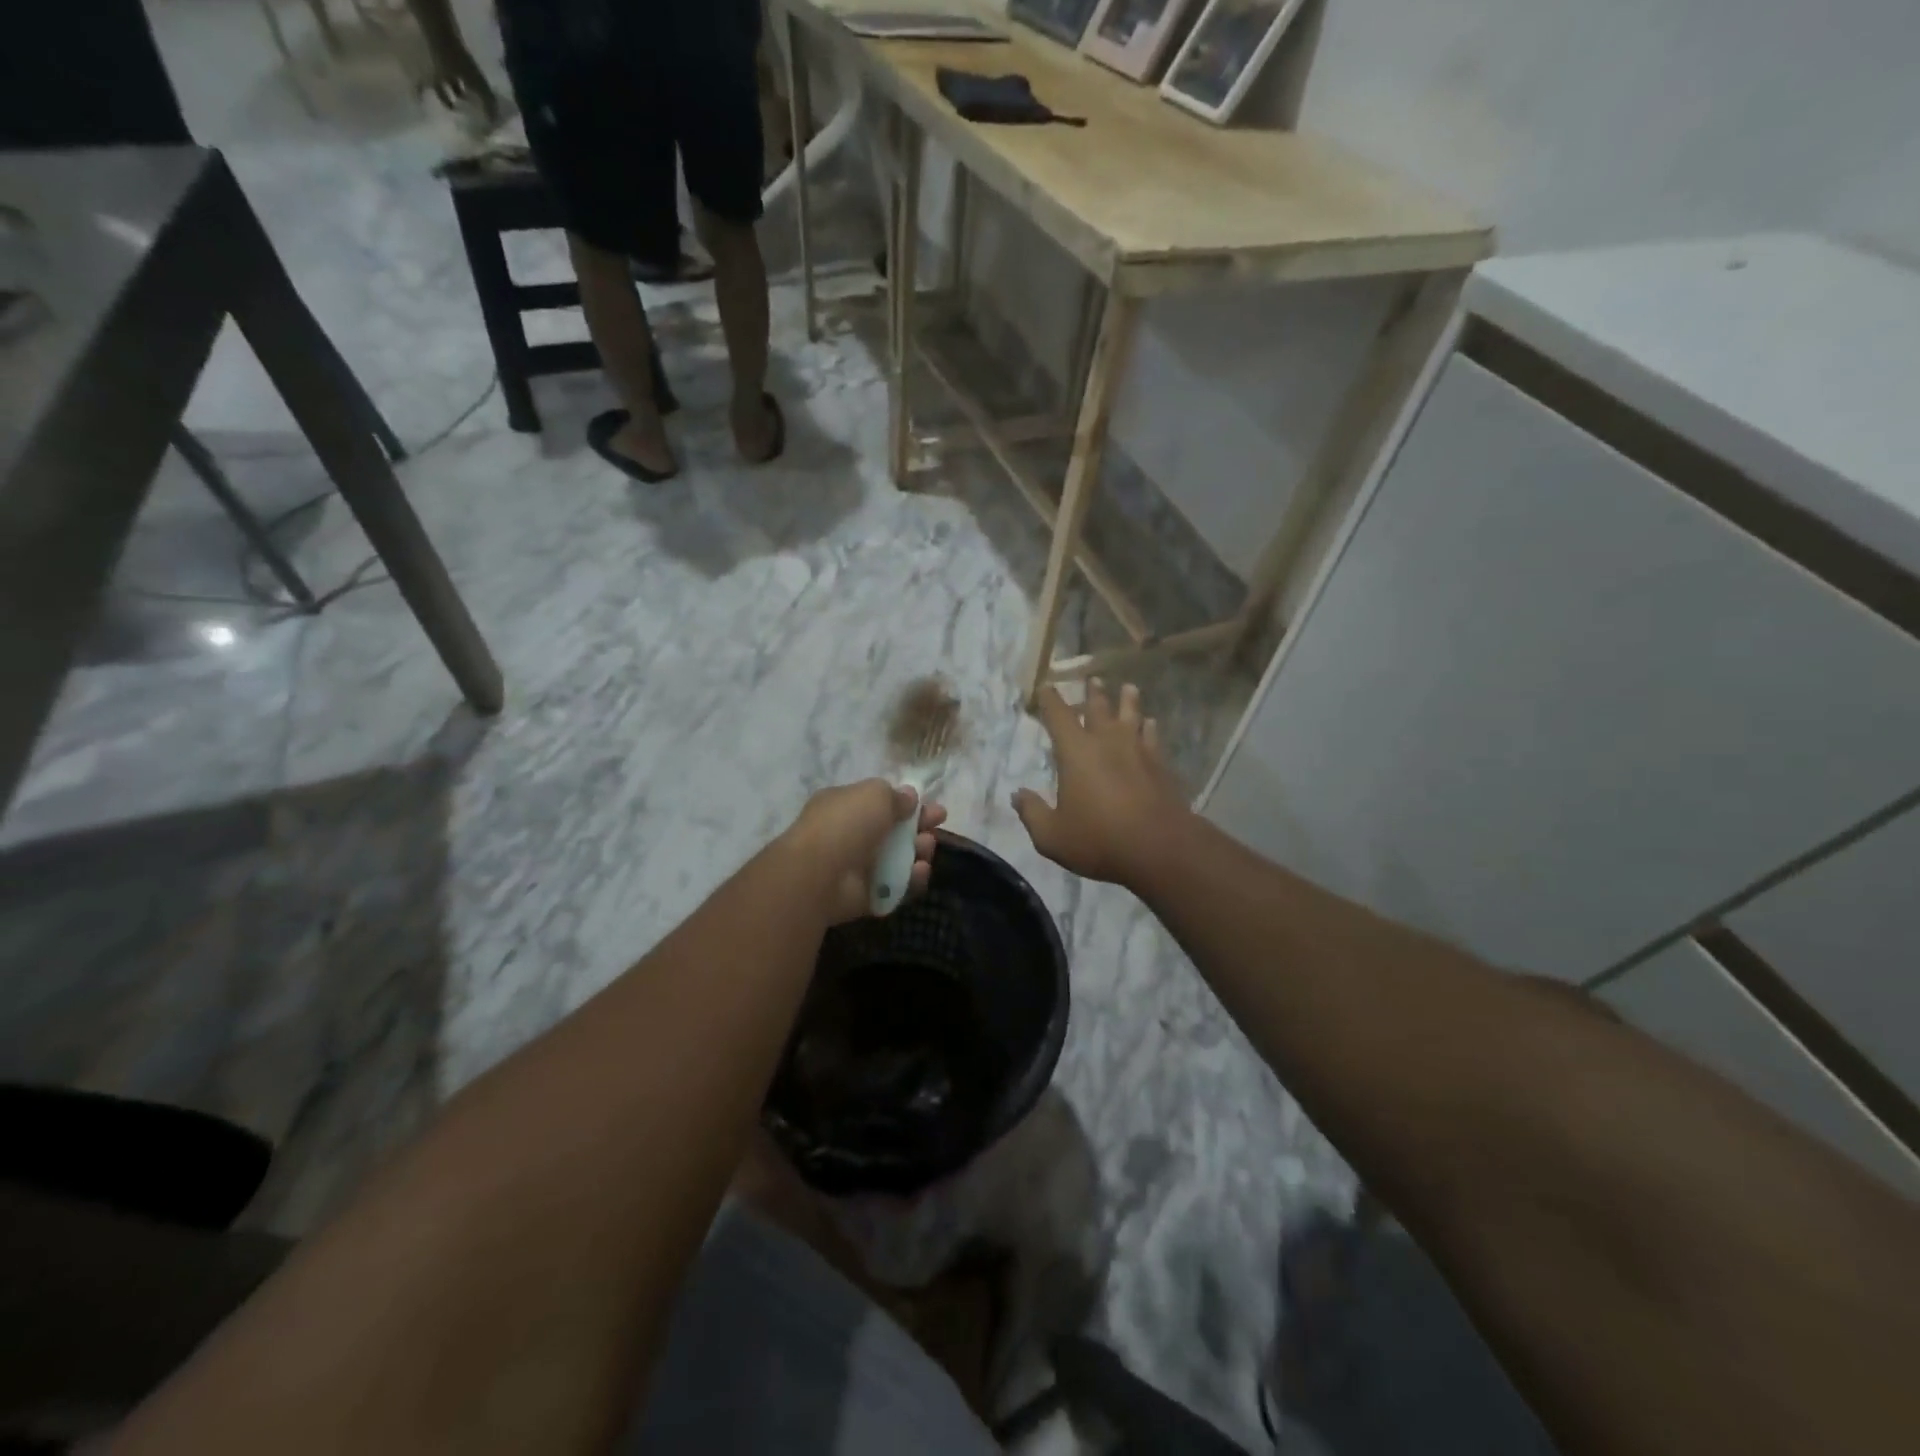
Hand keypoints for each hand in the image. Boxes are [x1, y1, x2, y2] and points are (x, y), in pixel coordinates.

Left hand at [783, 779, 946, 924]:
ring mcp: (857, 867)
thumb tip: (909, 796)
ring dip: (918, 852)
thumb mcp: (874, 794)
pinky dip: (911, 880)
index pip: (880, 803)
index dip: (908, 804)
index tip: (932, 807)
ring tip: (925, 848)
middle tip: (936, 827)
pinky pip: (895, 887)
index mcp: (845, 806)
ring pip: (897, 859)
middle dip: (918, 828)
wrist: (819, 873)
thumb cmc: (846, 824)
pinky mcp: (865, 896)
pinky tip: (920, 872)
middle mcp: (850, 835)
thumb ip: (895, 795)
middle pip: (893, 831)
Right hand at [1013, 681, 1189, 887]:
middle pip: (1099, 708)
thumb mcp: (1052, 836)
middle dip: (1092, 693)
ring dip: (1128, 701)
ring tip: (1128, 688)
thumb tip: (1018, 795)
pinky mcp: (1160, 765)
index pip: (1058, 716)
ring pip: (1132, 716)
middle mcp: (1107, 742)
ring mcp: (1138, 751)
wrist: (1160, 848)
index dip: (1050, 699)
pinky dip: (1150, 727)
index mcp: (1076, 752)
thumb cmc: (1099, 839)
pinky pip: (1153, 737)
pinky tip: (1151, 724)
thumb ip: (1032, 813)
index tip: (1045, 687)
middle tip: (1093, 679)